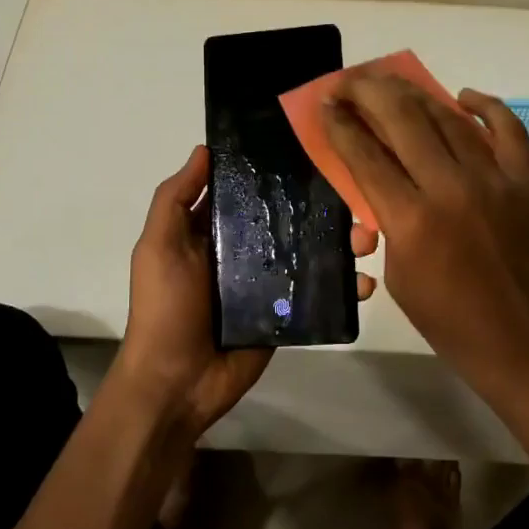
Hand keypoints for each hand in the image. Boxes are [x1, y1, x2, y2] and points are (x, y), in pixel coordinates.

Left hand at [111, 145, 378, 435]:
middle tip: (356, 197)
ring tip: (369, 239)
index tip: (312, 146)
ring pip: (309, 254)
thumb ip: (176, 199)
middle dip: (322, 207)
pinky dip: (343, 287)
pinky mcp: (284, 314)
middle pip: (287, 220)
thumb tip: (205, 150)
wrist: (177, 383)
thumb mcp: (159, 246)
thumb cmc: (166, 308)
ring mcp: (265, 284)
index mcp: (211, 231)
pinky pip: (317, 295)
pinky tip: (364, 282)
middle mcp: (241, 251)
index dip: (272, 170)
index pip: (246, 190)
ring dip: (341, 244)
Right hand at [323, 76, 528, 406]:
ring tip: (391, 81)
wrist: (527, 346)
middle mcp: (451, 188)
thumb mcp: (400, 279)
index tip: (325, 102)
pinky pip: (507, 129)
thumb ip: (387, 225)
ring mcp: (495, 180)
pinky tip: (463, 95)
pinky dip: (485, 106)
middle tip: (349, 81)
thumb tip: (379, 192)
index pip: (365, 155)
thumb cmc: (451, 324)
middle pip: (402, 120)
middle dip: (369, 92)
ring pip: (448, 118)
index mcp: (412, 220)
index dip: (340, 124)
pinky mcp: (527, 182)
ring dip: (415, 93)